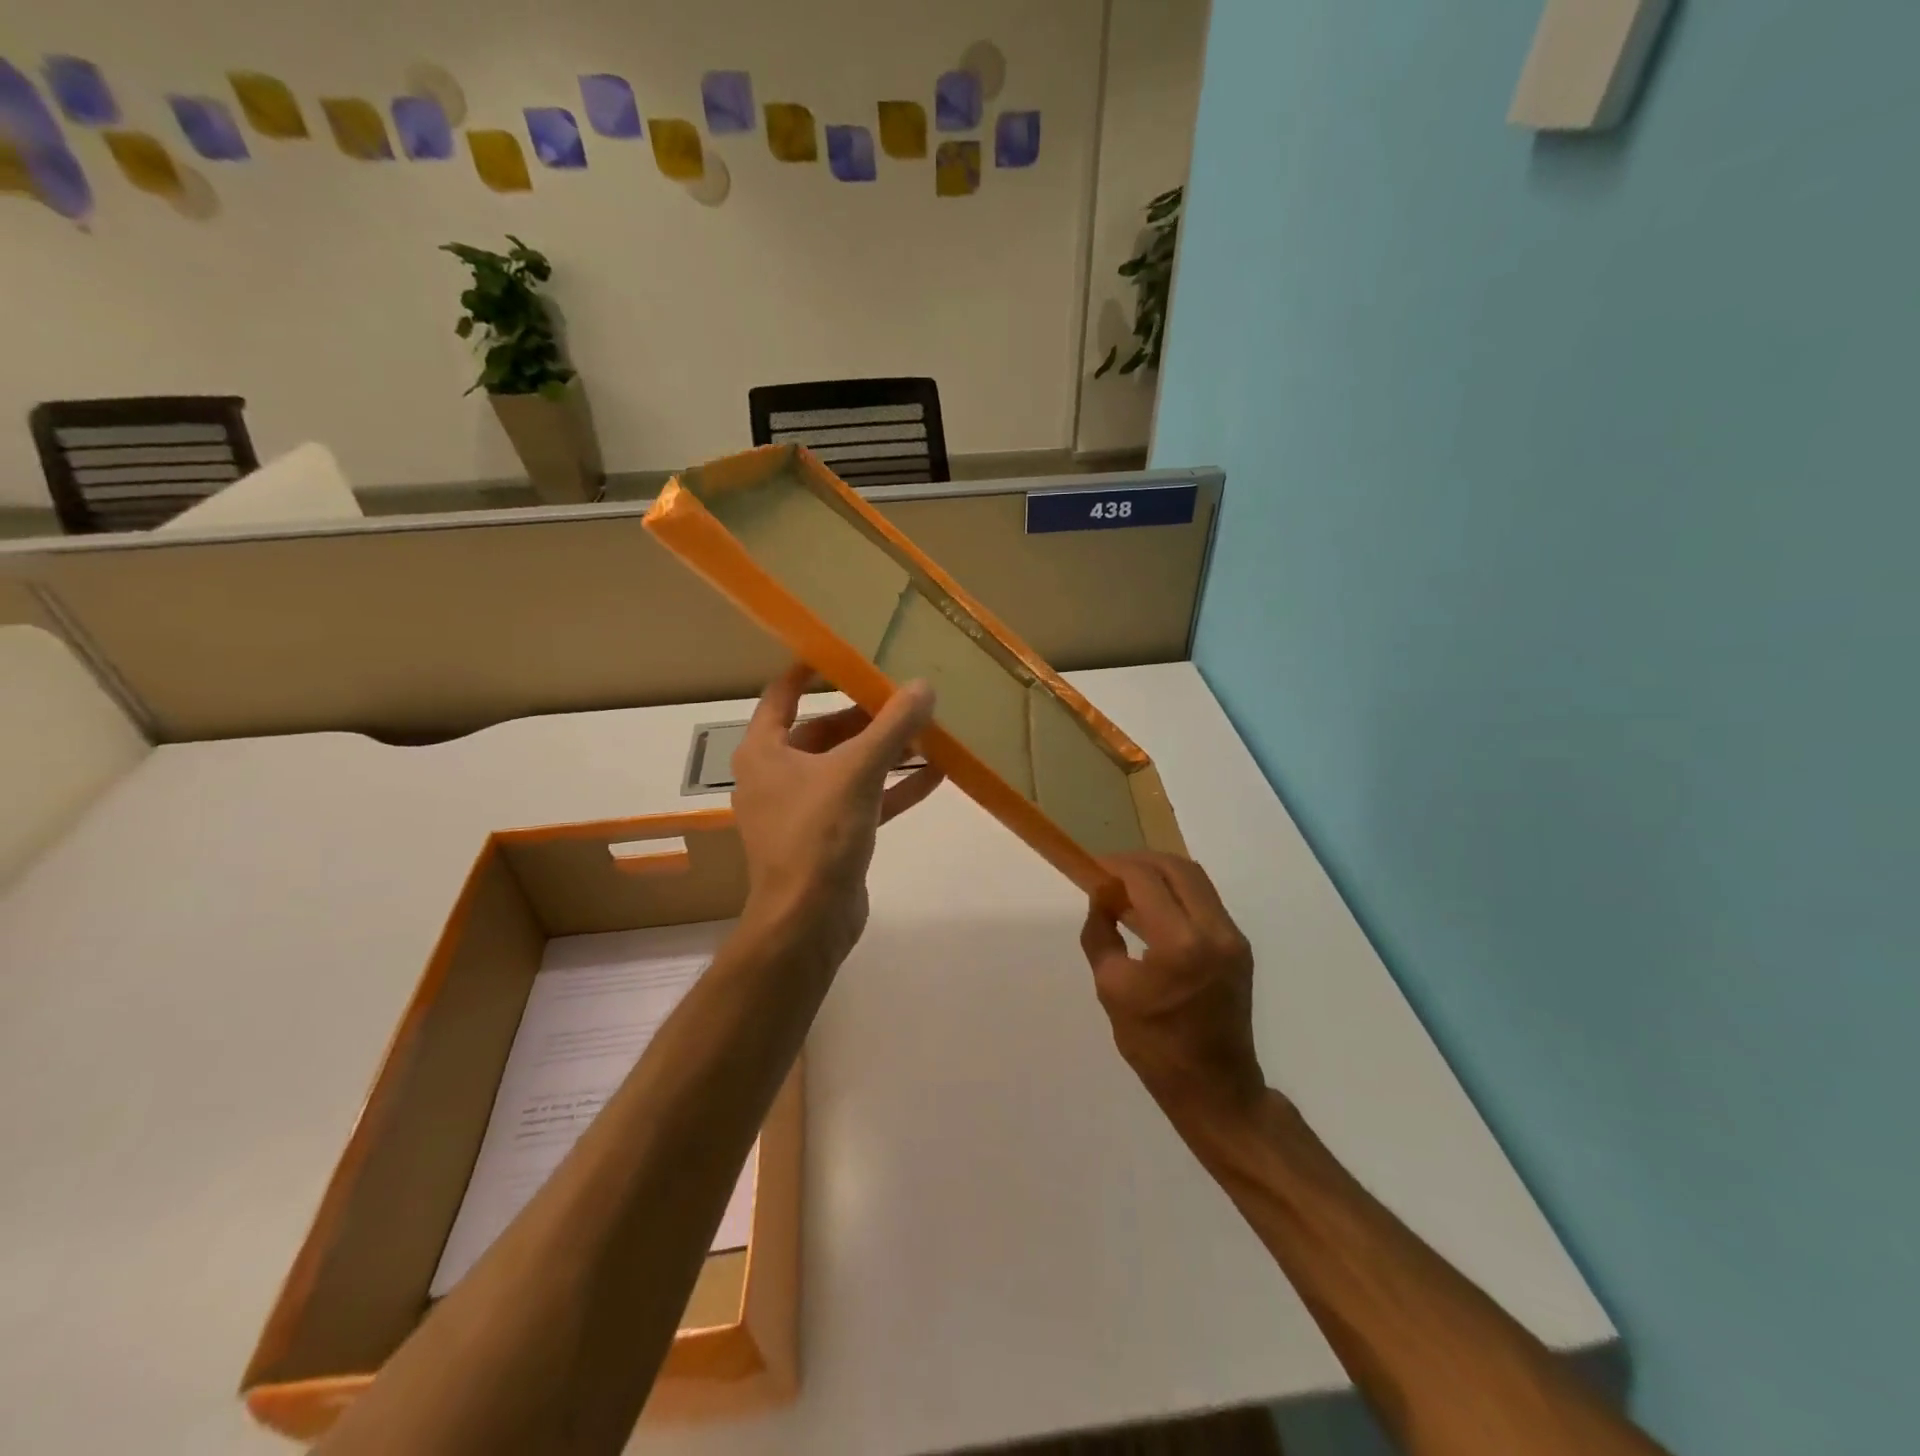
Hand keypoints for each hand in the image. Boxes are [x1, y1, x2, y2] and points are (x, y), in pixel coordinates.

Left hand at [731, 663, 941, 969]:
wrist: (808, 920)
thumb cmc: (818, 834)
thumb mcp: (857, 771)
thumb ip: (892, 727)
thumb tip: (924, 686)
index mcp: (764, 751)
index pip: (782, 694)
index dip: (811, 670)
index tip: (847, 652)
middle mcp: (777, 775)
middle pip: (824, 732)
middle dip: (867, 717)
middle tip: (908, 698)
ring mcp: (802, 809)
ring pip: (847, 767)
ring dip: (886, 753)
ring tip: (929, 733)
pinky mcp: (828, 837)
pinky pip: (862, 800)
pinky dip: (892, 789)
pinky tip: (936, 776)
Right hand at [1080, 853, 1263, 1123]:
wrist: (1215, 1088)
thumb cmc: (1155, 1045)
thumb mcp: (1111, 986)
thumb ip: (1101, 932)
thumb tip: (1101, 897)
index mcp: (1181, 944)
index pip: (1145, 880)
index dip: (1116, 867)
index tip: (1092, 869)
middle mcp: (1215, 931)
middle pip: (1176, 867)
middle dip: (1139, 862)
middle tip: (1109, 873)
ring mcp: (1233, 937)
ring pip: (1195, 879)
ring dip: (1159, 873)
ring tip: (1128, 886)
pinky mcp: (1239, 946)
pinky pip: (1205, 900)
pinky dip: (1176, 892)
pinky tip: (1152, 908)